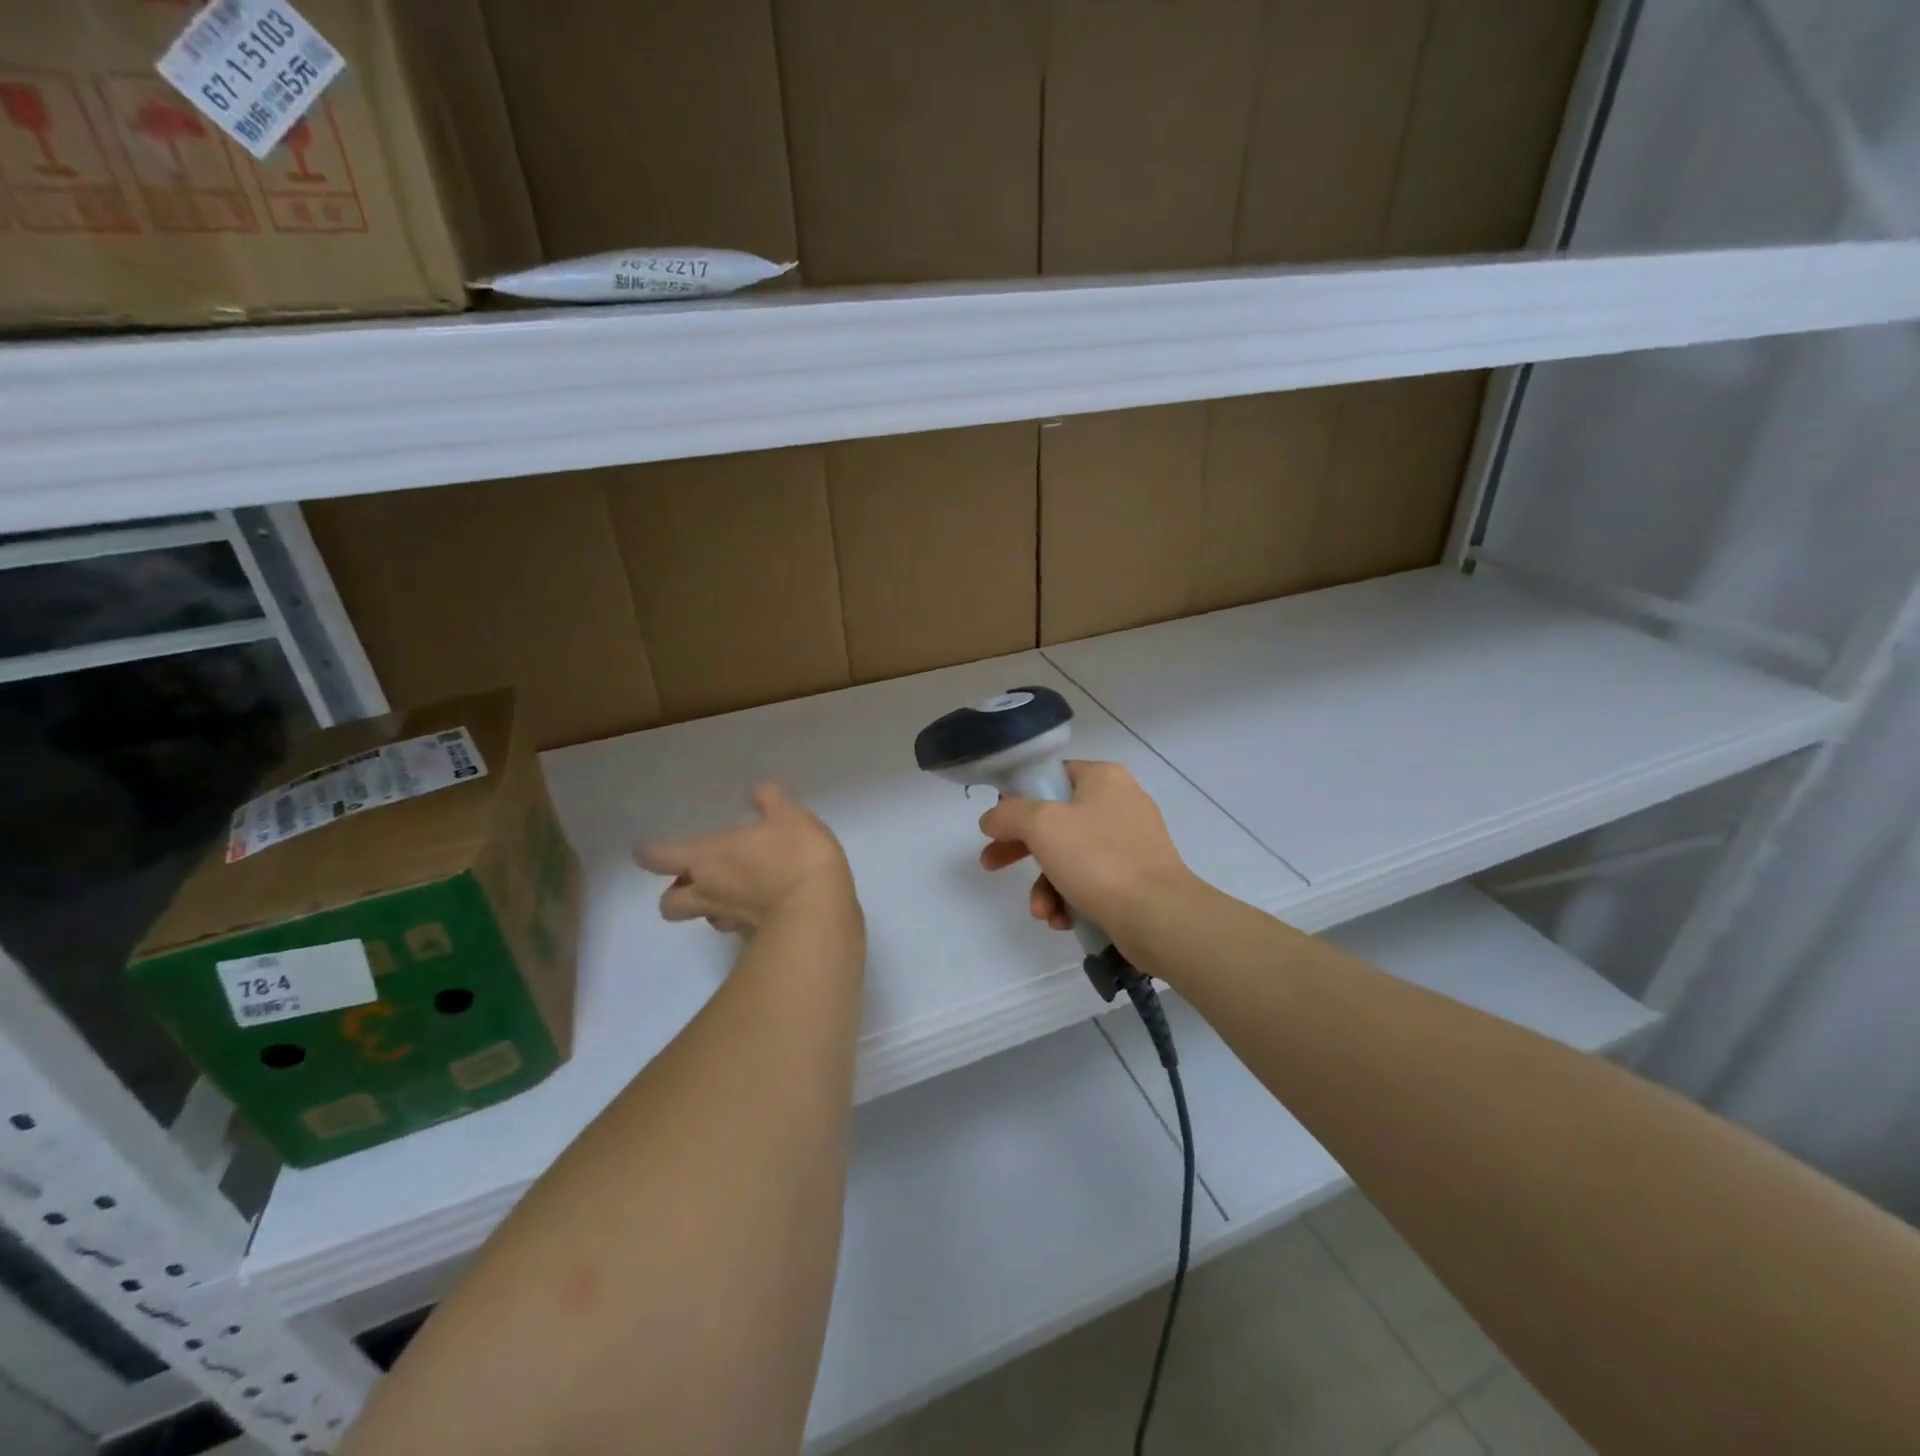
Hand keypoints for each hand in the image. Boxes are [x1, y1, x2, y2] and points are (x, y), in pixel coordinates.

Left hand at [635, 783, 855, 936]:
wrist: (818, 910)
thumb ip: (769, 801)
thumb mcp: (789, 815)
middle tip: (693, 878)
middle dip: (675, 892)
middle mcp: (708, 892)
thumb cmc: (795, 855)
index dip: (649, 853)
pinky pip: (735, 930)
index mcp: (707, 857)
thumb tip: (756, 791)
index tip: (645, 850)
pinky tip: (761, 909)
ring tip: (729, 894)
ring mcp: (729, 921)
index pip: (660, 857)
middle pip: (669, 902)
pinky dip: (741, 920)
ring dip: (707, 908)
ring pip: (702, 918)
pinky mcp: (752, 940)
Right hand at [977, 761, 1196, 943]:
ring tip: (1041, 911)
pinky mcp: (1137, 878)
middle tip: (991, 864)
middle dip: (1021, 849)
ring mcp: (1131, 842)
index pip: (1052, 776)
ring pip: (1071, 856)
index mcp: (1104, 778)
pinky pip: (1091, 881)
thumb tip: (991, 819)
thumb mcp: (1042, 825)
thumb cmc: (1098, 859)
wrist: (1158, 915)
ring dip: (1046, 885)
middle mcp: (1120, 803)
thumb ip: (1009, 814)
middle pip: (1056, 820)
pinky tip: (1063, 920)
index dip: (1019, 798)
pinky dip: (1071, 898)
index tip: (998, 824)